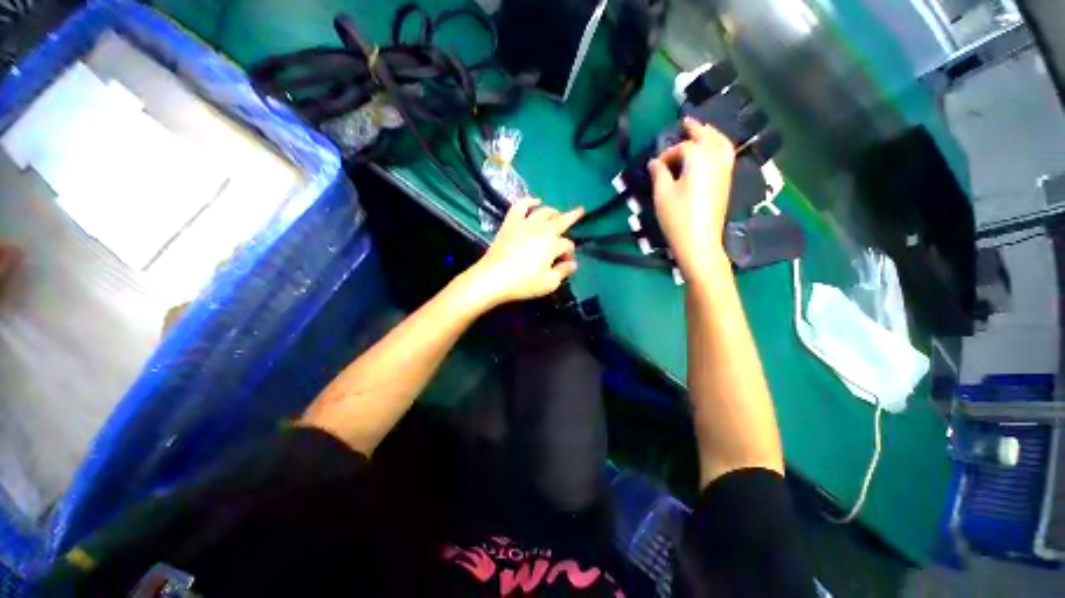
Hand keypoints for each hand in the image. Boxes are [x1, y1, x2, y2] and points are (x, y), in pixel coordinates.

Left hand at [461, 198, 582, 308]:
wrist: (493, 277)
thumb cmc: (523, 283)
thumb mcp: (548, 283)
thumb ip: (563, 272)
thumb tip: (573, 264)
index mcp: (553, 244)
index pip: (567, 245)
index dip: (569, 254)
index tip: (566, 263)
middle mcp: (542, 229)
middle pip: (561, 221)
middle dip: (572, 217)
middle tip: (580, 211)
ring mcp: (525, 224)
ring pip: (543, 211)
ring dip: (553, 211)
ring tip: (557, 213)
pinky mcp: (510, 223)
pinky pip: (520, 206)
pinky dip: (528, 201)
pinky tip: (534, 201)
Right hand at [648, 118, 734, 281]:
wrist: (699, 241)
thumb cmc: (677, 217)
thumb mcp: (662, 194)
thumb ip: (659, 173)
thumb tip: (655, 162)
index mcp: (699, 159)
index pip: (683, 148)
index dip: (668, 153)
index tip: (656, 165)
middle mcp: (716, 160)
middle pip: (708, 137)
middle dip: (697, 128)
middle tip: (686, 121)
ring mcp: (724, 171)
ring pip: (722, 144)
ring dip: (711, 134)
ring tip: (702, 132)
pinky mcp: (726, 183)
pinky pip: (726, 155)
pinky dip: (719, 146)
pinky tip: (711, 151)